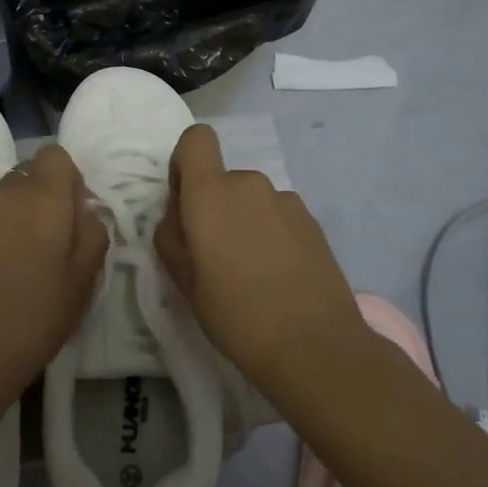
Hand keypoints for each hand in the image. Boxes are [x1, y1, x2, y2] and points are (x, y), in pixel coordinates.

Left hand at [0, 145, 106, 427]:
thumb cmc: (35, 318)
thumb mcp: (84, 279)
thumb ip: (92, 231)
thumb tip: (83, 210)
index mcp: (42, 198)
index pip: (56, 155)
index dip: (70, 178)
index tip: (75, 215)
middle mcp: (5, 194)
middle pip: (30, 173)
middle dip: (45, 195)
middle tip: (55, 241)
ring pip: (7, 195)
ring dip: (21, 213)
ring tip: (27, 259)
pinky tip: (1, 271)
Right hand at [154, 124, 370, 399]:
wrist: (316, 347)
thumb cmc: (236, 315)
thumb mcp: (184, 282)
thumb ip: (171, 237)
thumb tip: (177, 217)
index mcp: (211, 193)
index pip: (196, 139)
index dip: (185, 163)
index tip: (185, 204)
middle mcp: (250, 184)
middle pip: (222, 179)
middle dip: (214, 207)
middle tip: (215, 257)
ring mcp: (287, 200)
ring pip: (251, 200)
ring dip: (244, 222)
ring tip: (251, 273)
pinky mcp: (312, 221)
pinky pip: (277, 216)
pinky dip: (271, 234)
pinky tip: (279, 276)